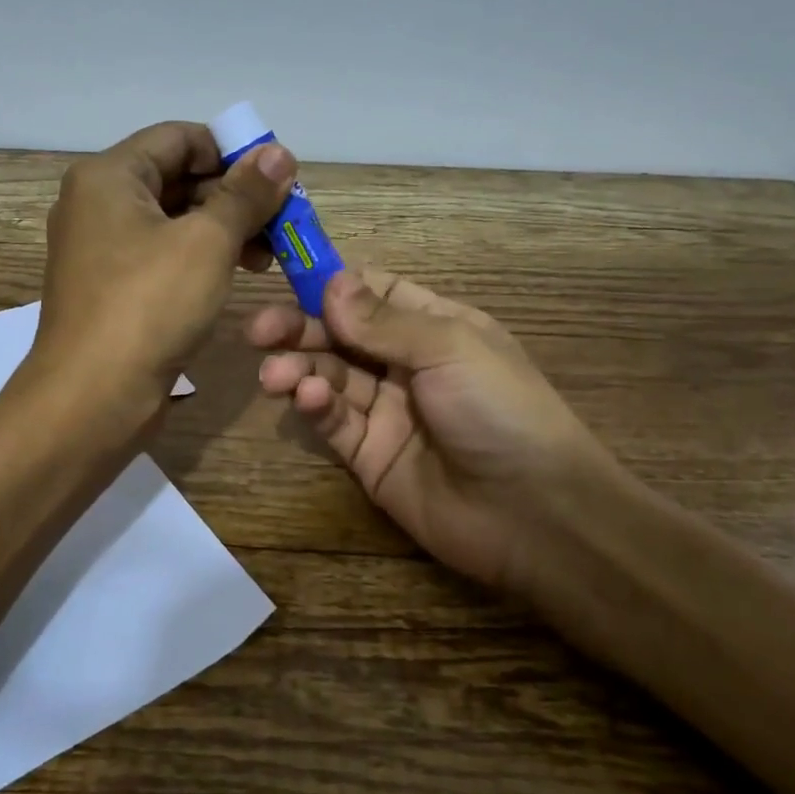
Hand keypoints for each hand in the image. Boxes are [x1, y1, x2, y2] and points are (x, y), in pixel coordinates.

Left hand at [29, 121, 296, 429]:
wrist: (92, 398)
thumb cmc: (149, 306)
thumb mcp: (207, 242)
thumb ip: (245, 194)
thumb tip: (279, 153)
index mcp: (109, 176)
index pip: (179, 138)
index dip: (232, 151)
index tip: (277, 178)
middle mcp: (97, 203)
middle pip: (176, 177)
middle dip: (233, 195)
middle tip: (282, 221)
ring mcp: (100, 249)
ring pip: (172, 220)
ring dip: (222, 229)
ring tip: (268, 255)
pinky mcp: (111, 287)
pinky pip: (161, 255)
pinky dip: (200, 257)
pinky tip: (235, 275)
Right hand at [248, 266, 626, 597]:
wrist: (535, 516)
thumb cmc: (501, 410)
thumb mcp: (449, 348)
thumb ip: (383, 320)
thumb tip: (330, 282)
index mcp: (434, 327)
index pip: (373, 292)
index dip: (332, 284)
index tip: (288, 278)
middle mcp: (406, 364)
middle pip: (340, 335)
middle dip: (299, 328)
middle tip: (259, 330)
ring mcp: (386, 411)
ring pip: (329, 377)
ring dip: (299, 369)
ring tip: (276, 374)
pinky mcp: (368, 456)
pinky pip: (334, 421)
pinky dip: (316, 407)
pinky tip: (308, 400)